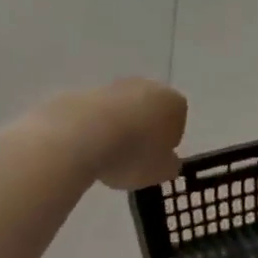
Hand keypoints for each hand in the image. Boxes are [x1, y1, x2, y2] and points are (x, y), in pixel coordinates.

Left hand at [29, 79, 187, 190]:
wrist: (79, 136)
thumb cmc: (132, 155)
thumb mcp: (161, 172)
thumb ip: (169, 165)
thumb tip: (168, 160)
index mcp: (173, 102)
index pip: (178, 120)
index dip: (168, 142)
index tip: (156, 159)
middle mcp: (146, 86)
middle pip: (150, 109)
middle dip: (144, 130)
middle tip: (133, 157)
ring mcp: (114, 86)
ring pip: (122, 109)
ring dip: (119, 128)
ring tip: (107, 155)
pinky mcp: (84, 91)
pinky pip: (97, 113)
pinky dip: (95, 127)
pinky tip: (88, 147)